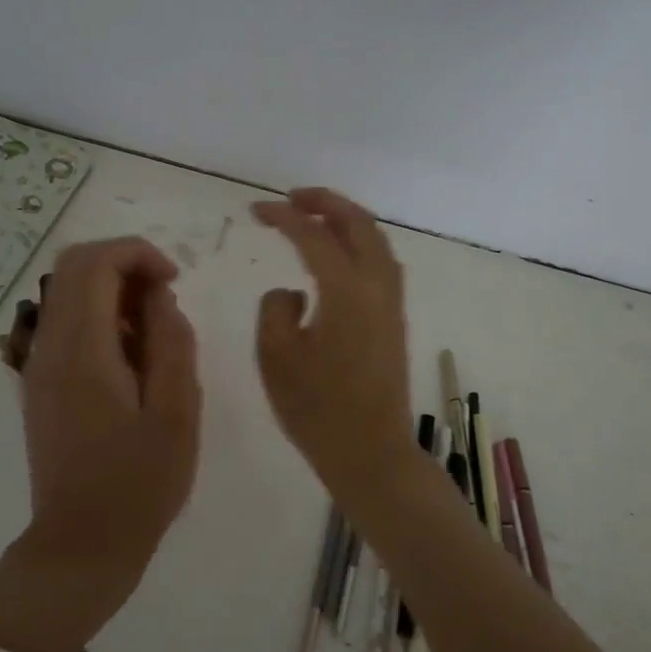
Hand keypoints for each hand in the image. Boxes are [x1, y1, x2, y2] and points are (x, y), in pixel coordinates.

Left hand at [0, 238, 201, 632]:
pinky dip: (99, 317)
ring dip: (111, 290)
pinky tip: (131, 356)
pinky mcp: (40, 383)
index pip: (95, 264)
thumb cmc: (139, 484)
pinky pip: (65, 323)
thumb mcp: (177, 413)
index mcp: (82, 351)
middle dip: (123, 264)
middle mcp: (49, 347)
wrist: (81, 546)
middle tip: (164, 297)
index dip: (137, 253)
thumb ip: (172, 343)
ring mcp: (38, 365)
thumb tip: (159, 297)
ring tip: (153, 331)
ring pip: (66, 292)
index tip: (174, 280)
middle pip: (72, 267)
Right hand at [253, 188, 415, 491]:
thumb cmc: (317, 410)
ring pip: (377, 241)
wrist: (371, 453)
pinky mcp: (394, 321)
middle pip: (359, 224)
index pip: (313, 235)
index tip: (255, 210)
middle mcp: (377, 287)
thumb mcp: (276, 357)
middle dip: (326, 202)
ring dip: (347, 220)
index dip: (283, 216)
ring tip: (314, 218)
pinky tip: (338, 257)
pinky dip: (360, 244)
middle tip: (291, 198)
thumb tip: (293, 293)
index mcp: (346, 291)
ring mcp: (392, 303)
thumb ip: (276, 309)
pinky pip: (381, 263)